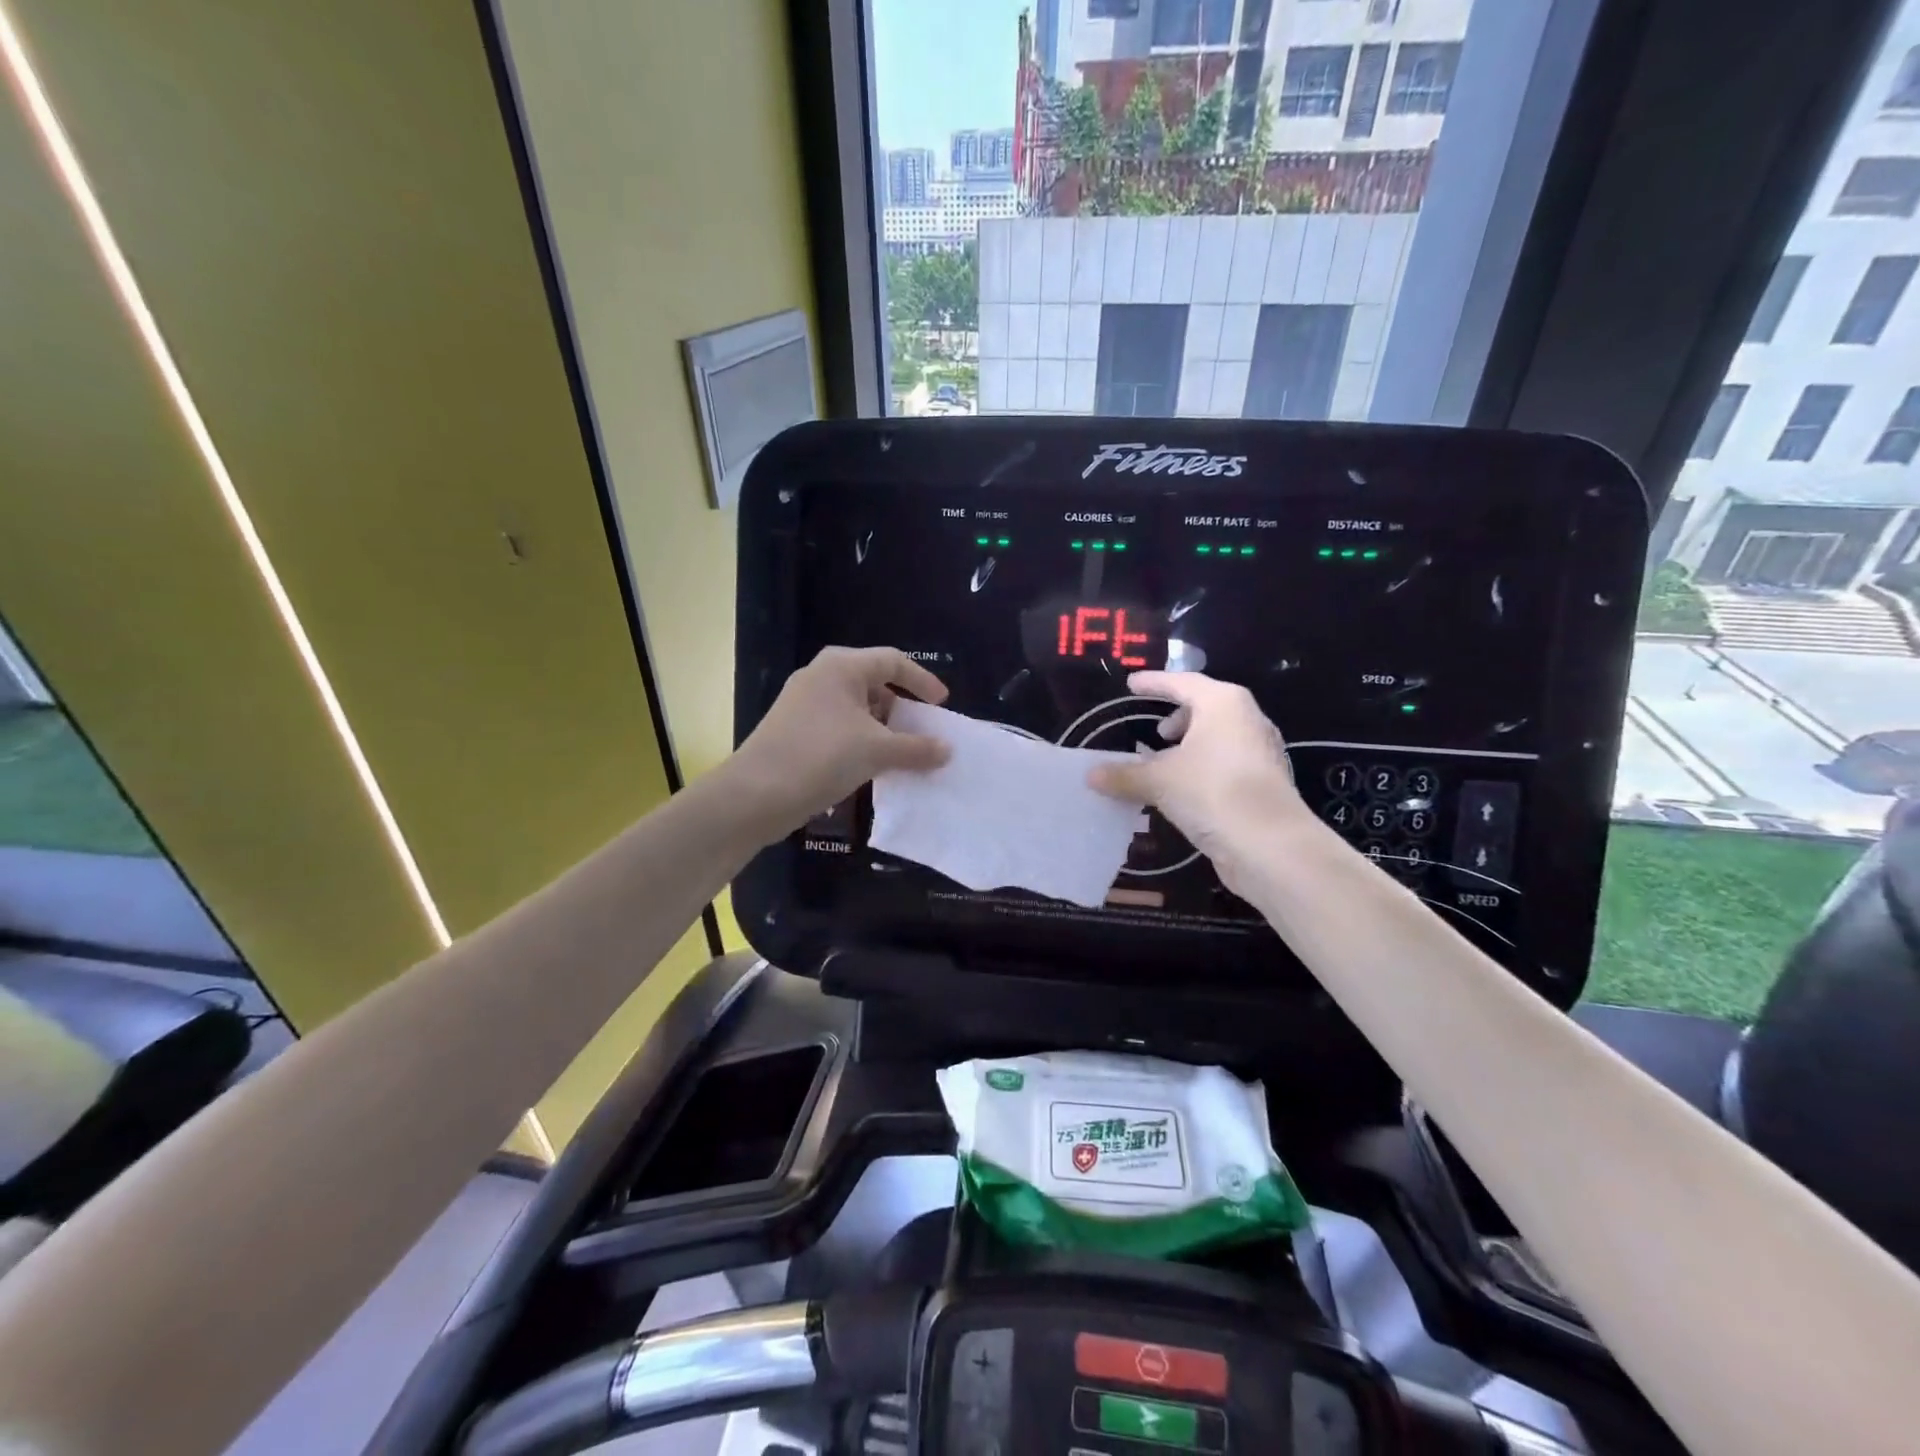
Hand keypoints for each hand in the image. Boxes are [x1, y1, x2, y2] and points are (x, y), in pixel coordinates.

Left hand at [729, 647, 950, 839]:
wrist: (756, 794)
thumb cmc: (822, 757)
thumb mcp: (877, 752)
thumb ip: (917, 748)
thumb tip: (947, 750)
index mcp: (841, 667)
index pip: (893, 661)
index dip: (922, 681)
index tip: (941, 706)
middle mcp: (821, 677)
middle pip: (873, 683)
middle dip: (901, 708)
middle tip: (921, 732)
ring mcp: (804, 704)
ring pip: (855, 709)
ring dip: (882, 729)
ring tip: (901, 754)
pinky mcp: (795, 730)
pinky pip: (839, 727)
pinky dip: (861, 741)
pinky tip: (871, 767)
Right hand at [1088, 671, 1308, 893]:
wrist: (1270, 845)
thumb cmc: (1212, 792)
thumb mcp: (1158, 781)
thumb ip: (1123, 774)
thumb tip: (1090, 775)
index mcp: (1223, 703)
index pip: (1181, 682)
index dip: (1153, 683)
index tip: (1131, 685)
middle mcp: (1246, 719)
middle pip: (1205, 707)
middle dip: (1177, 718)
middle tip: (1154, 732)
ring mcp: (1260, 751)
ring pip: (1217, 737)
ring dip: (1189, 747)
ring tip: (1164, 764)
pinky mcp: (1263, 782)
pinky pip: (1225, 762)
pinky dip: (1201, 768)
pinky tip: (1183, 790)